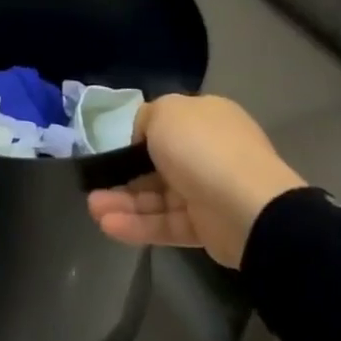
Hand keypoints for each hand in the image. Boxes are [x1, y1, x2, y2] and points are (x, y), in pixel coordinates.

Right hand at [86, 93, 305, 267]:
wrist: (247, 206)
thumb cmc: (201, 148)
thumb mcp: (164, 112)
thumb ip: (145, 118)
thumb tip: (142, 136)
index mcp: (206, 119)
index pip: (165, 125)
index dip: (136, 136)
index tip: (111, 148)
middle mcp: (209, 152)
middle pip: (157, 164)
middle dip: (123, 175)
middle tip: (93, 185)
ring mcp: (209, 191)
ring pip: (158, 197)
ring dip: (124, 202)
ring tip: (94, 210)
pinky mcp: (206, 228)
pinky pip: (166, 223)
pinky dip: (138, 225)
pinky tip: (109, 226)